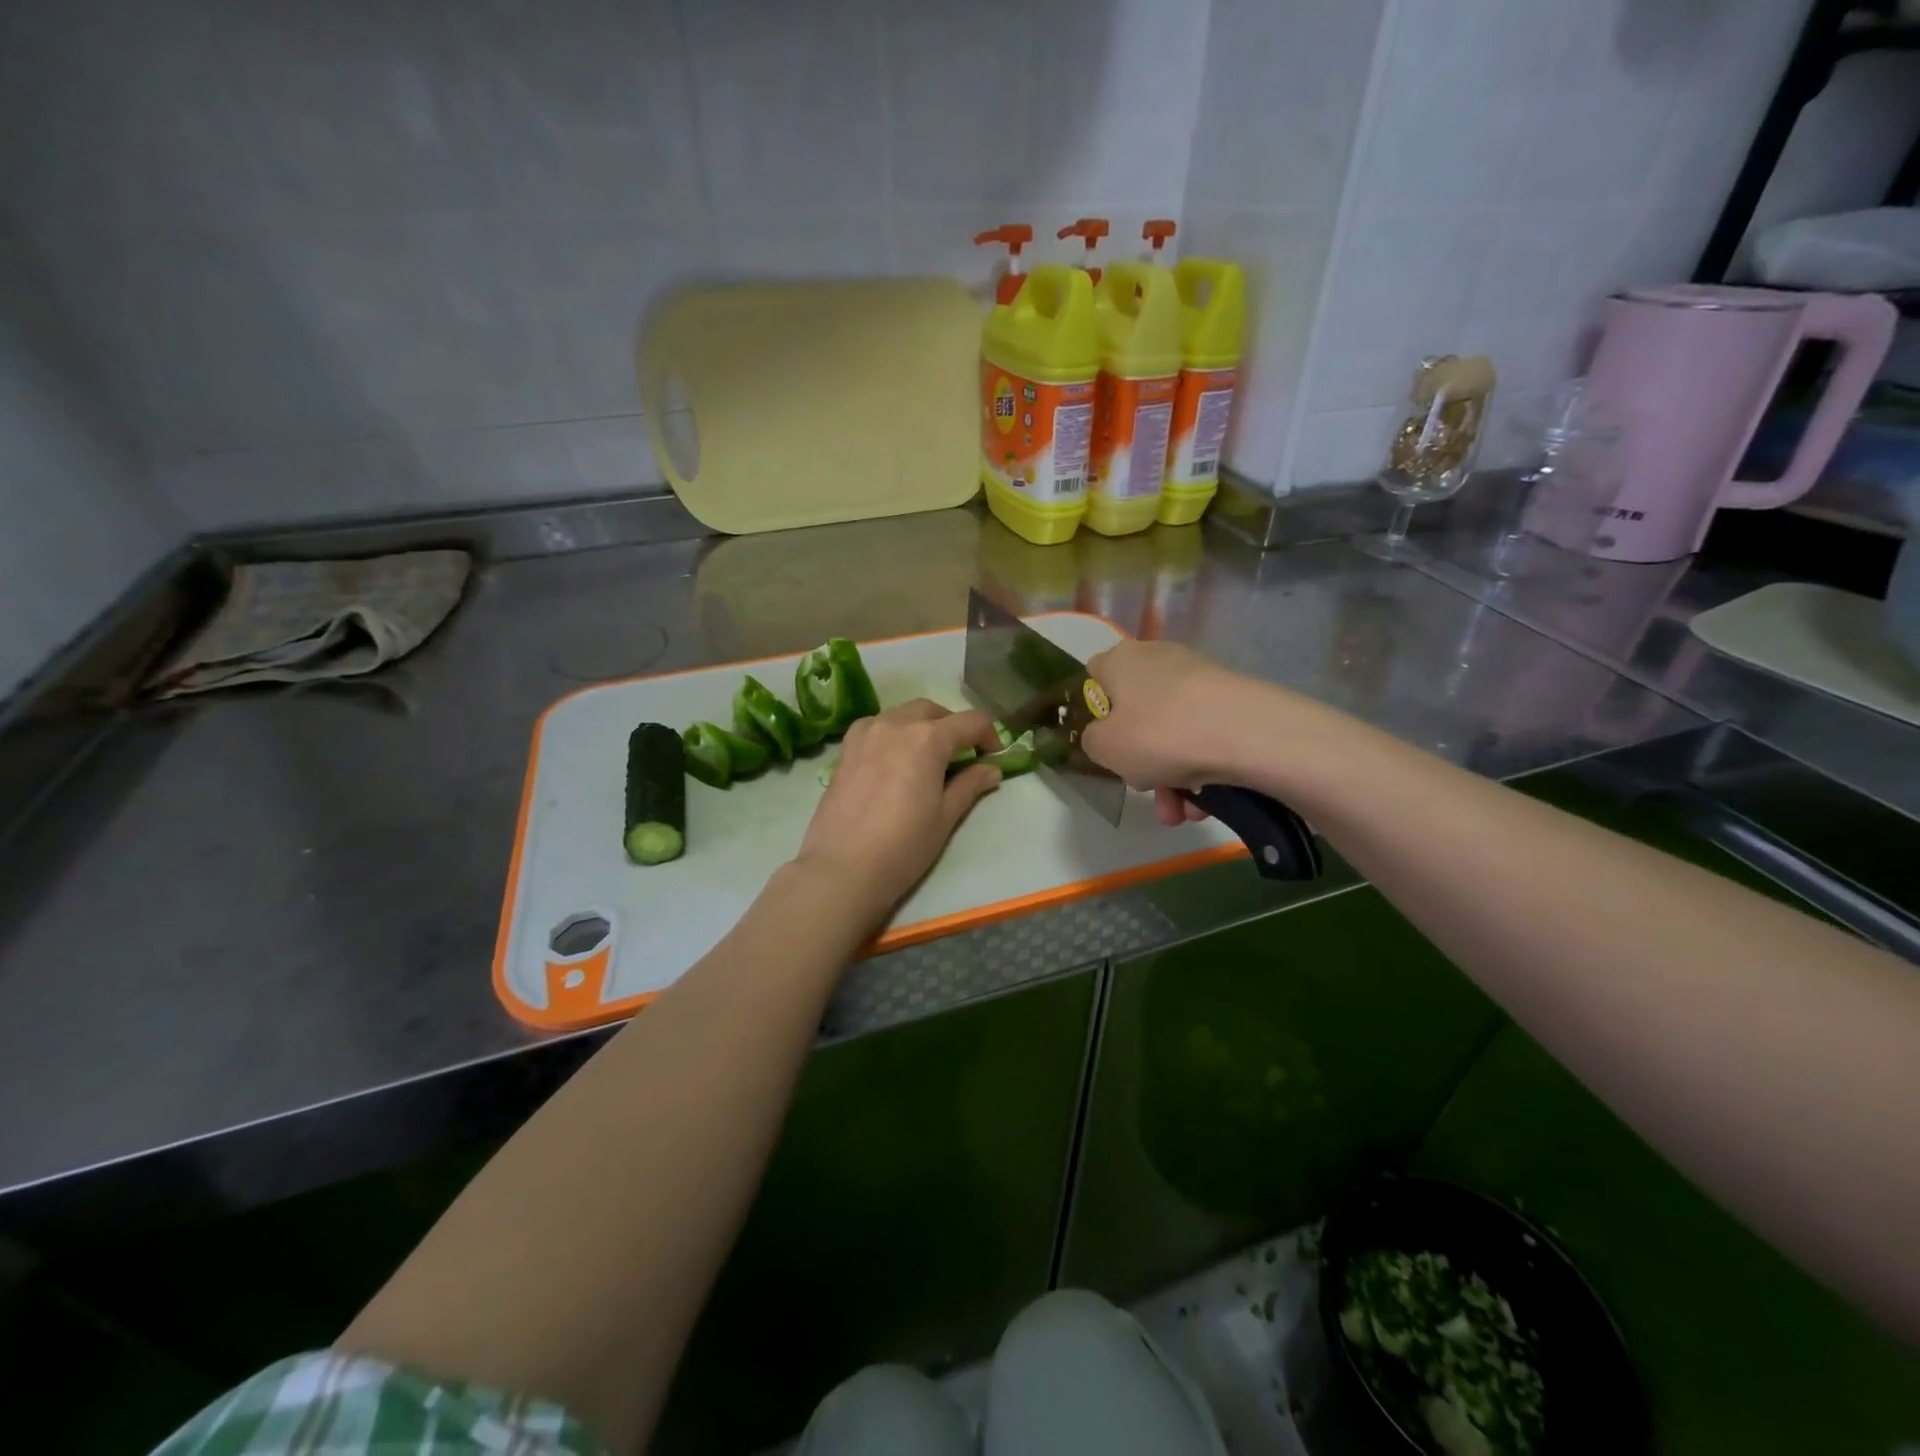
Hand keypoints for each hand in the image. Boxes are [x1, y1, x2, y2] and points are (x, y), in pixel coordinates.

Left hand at [794, 700, 1005, 921]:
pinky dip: (894, 733)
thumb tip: (991, 769)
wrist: (842, 868)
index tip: (993, 758)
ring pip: (903, 714)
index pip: (971, 722)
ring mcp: (866, 732)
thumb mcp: (945, 817)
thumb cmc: (903, 846)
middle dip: (954, 727)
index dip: (989, 736)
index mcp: (928, 738)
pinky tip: (895, 761)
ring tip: (928, 758)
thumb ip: (970, 785)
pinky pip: (877, 726)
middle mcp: (896, 723)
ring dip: (923, 726)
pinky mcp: (845, 748)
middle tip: (962, 757)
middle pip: (934, 711)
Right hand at [1079, 640, 1269, 824]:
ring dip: (1171, 778)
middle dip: (1139, 760)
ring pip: (1172, 733)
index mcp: (1121, 660)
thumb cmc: (1158, 734)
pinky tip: (1205, 804)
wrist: (1246, 733)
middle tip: (1144, 789)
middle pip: (1137, 713)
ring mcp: (1199, 679)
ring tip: (1180, 813)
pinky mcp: (1232, 699)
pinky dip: (1201, 770)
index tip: (1104, 743)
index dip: (1095, 710)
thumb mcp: (1104, 747)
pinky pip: (1203, 737)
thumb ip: (1092, 740)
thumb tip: (1105, 736)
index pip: (1096, 675)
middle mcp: (1159, 660)